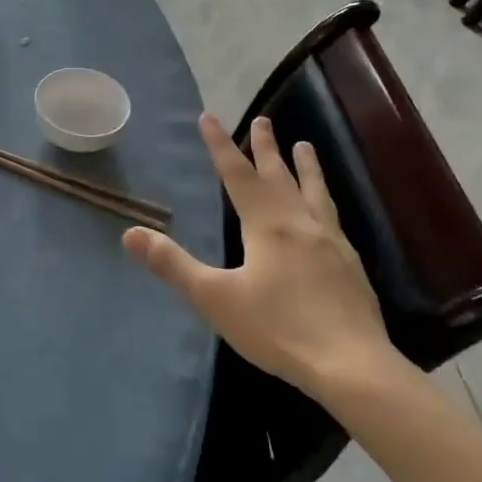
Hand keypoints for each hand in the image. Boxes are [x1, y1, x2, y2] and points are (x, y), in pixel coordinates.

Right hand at [123, 114, 409, 400]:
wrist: (351, 364)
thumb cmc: (278, 329)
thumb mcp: (215, 298)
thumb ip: (173, 265)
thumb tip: (130, 233)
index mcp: (266, 225)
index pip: (237, 175)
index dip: (220, 145)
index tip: (209, 117)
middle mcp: (299, 222)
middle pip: (279, 175)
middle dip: (266, 147)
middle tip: (264, 119)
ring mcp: (330, 241)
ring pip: (314, 191)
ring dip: (306, 166)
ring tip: (305, 145)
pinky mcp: (350, 263)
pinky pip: (333, 216)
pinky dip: (325, 199)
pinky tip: (327, 211)